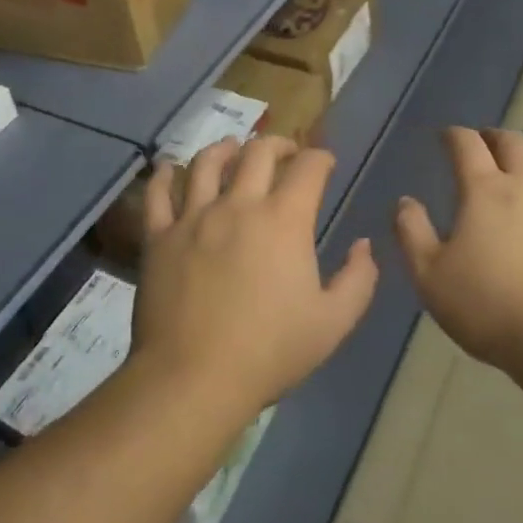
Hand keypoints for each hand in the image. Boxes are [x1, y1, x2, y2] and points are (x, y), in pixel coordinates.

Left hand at [131, 137, 376, 415]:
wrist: (194, 379)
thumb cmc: (269, 351)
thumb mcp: (333, 323)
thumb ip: (358, 279)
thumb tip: (363, 245)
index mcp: (284, 220)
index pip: (308, 167)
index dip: (321, 158)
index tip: (325, 164)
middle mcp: (239, 205)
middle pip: (258, 151)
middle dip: (278, 144)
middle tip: (285, 152)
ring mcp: (194, 217)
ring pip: (207, 162)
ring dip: (224, 148)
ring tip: (232, 149)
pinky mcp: (159, 236)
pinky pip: (159, 194)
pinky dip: (165, 175)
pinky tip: (171, 169)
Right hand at [395, 128, 522, 372]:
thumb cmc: (491, 308)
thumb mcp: (431, 277)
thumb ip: (412, 233)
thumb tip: (405, 201)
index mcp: (486, 191)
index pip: (467, 145)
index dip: (454, 135)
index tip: (446, 136)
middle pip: (514, 144)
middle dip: (496, 137)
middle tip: (486, 142)